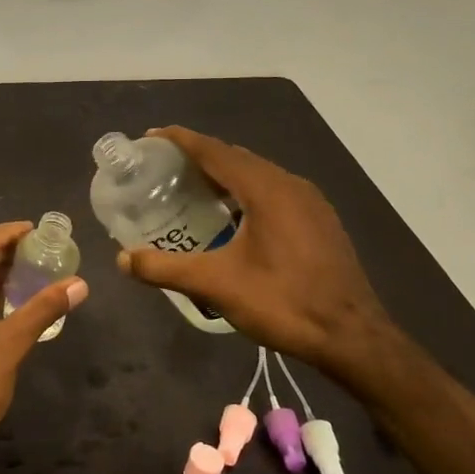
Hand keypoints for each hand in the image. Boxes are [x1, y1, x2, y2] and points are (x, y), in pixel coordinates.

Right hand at [117, 126, 395, 377]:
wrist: (352, 337)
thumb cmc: (283, 303)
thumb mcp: (216, 286)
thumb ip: (165, 269)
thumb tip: (122, 259)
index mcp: (265, 189)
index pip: (215, 150)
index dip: (181, 140)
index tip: (151, 136)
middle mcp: (290, 184)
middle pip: (236, 157)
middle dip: (199, 157)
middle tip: (163, 167)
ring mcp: (310, 202)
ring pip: (257, 174)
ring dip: (224, 175)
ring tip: (191, 189)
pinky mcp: (319, 221)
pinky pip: (274, 191)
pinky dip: (245, 192)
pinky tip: (232, 216)